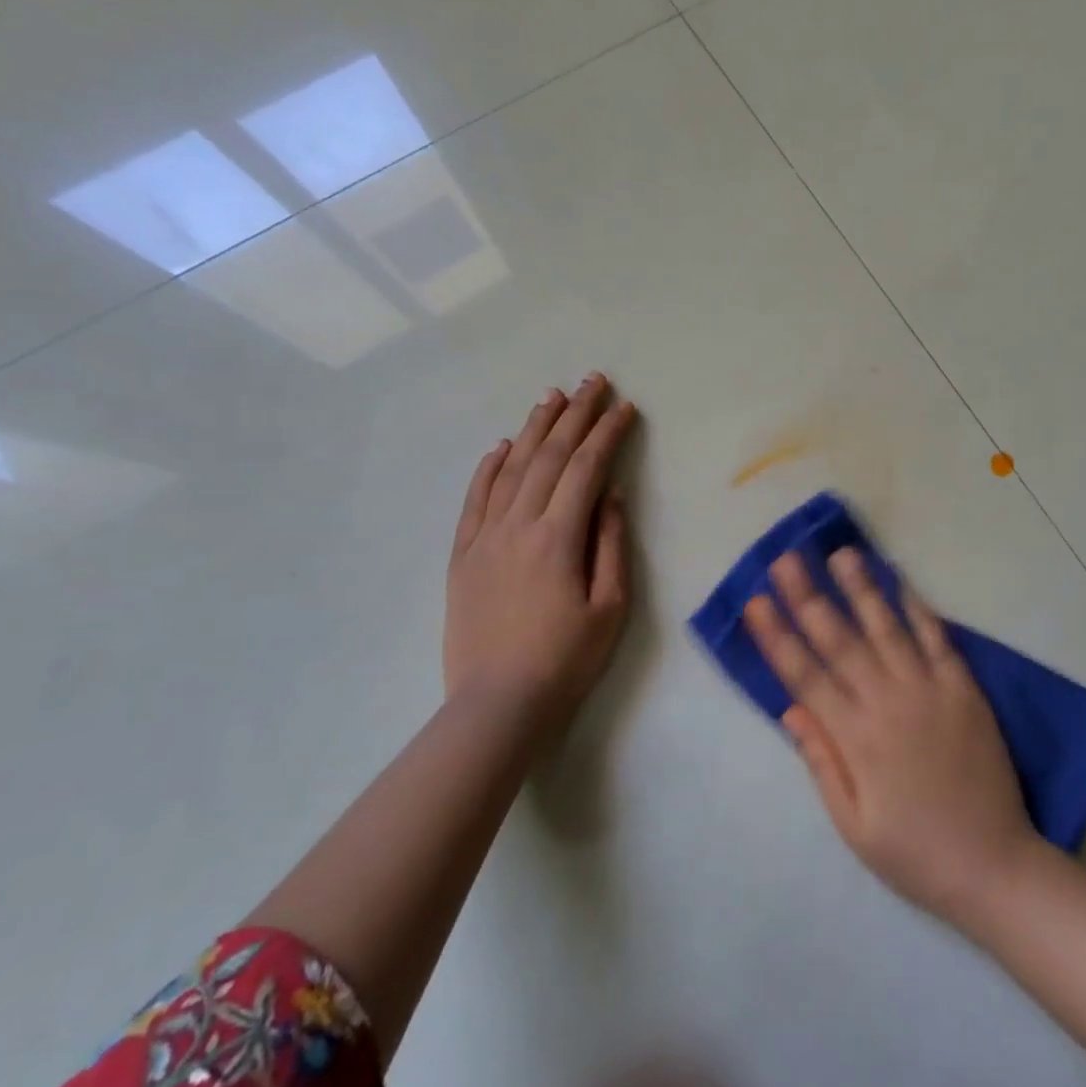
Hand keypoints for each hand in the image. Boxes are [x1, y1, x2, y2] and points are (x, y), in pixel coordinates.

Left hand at [443, 374, 637, 722]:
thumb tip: (611, 495)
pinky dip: (489, 467)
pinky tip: (502, 445)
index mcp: (559, 537)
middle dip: (575, 415)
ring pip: (511, 468)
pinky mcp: (462, 555)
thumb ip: (611, 544)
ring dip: (534, 428)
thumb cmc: (566, 660)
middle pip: (550, 456)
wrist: (497, 705)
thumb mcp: (610, 607)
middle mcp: (518, 525)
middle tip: (593, 381)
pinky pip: (474, 499)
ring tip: (552, 396)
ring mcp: (484, 538)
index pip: (587, 469)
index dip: (607, 433)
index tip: (624, 407)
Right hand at [743, 548, 1036, 921]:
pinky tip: (901, 583)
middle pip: (840, 641)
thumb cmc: (915, 853)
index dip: (777, 637)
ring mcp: (929, 691)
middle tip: (786, 559)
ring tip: (841, 553)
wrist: (994, 867)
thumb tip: (791, 710)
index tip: (755, 602)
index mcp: (856, 738)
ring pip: (887, 628)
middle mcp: (888, 703)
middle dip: (808, 597)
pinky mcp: (964, 690)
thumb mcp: (854, 826)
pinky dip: (919, 609)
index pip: (805, 676)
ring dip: (861, 589)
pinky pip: (938, 640)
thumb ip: (822, 764)